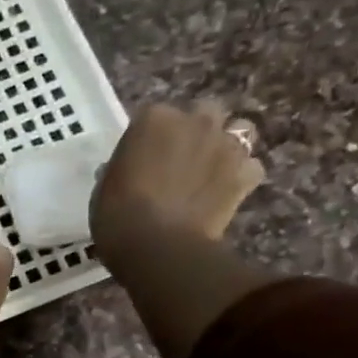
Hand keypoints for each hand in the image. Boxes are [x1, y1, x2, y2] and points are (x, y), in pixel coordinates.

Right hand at [90, 101, 264, 273]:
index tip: (143, 158)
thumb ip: (125, 168)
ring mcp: (225, 146)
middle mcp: (195, 121)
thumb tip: (132, 170)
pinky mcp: (245, 174)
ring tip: (211, 170)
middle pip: (203, 113)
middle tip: (180, 160)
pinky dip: (242, 177)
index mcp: (153, 119)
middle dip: (195, 131)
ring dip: (227, 146)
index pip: (153, 116)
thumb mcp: (106, 186)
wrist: (156, 245)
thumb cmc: (117, 215)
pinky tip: (226, 193)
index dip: (150, 138)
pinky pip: (251, 167)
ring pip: (239, 131)